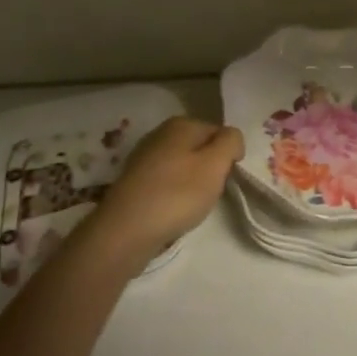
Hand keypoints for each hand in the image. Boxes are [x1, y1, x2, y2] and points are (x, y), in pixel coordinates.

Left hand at [84, 117, 242, 266]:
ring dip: (191, 184)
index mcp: (181, 124)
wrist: (124, 231)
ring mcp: (143, 158)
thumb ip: (231, 142)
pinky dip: (172, 195)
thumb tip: (231, 138)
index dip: (228, 156)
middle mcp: (160, 134)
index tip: (226, 179)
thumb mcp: (215, 164)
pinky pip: (164, 183)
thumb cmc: (177, 194)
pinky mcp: (133, 182)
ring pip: (182, 166)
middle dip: (209, 169)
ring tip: (190, 206)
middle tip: (209, 194)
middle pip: (199, 148)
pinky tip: (170, 212)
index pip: (219, 132)